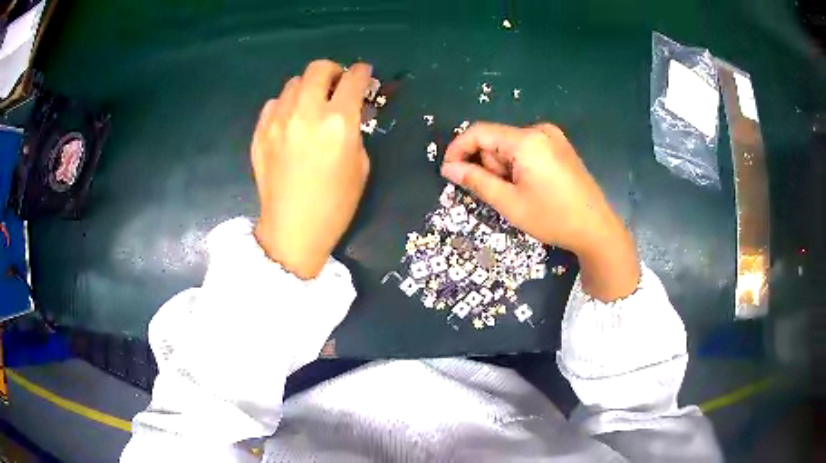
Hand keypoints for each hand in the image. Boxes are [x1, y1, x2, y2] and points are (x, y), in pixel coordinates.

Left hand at [251, 60, 371, 279]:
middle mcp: (306, 113)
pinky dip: (287, 104)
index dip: (361, 72)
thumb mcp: (361, 165)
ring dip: (309, 86)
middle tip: (337, 84)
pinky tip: (291, 120)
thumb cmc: (335, 204)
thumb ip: (355, 129)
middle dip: (333, 70)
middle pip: (318, 69)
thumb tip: (349, 110)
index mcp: (338, 123)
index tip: (363, 74)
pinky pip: (274, 103)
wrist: (292, 229)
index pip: (353, 80)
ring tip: (312, 103)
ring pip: (294, 82)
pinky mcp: (260, 132)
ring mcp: (278, 121)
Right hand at [441, 122, 639, 300]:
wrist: (596, 228)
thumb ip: (476, 181)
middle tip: (501, 194)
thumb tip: (448, 168)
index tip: (448, 172)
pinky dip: (518, 165)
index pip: (479, 132)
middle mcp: (539, 130)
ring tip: (520, 193)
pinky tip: (531, 186)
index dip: (458, 149)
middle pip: (495, 139)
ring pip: (509, 145)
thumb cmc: (553, 218)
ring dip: (504, 167)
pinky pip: (526, 148)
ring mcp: (552, 137)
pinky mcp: (559, 146)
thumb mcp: (509, 203)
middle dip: (489, 165)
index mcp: (526, 140)